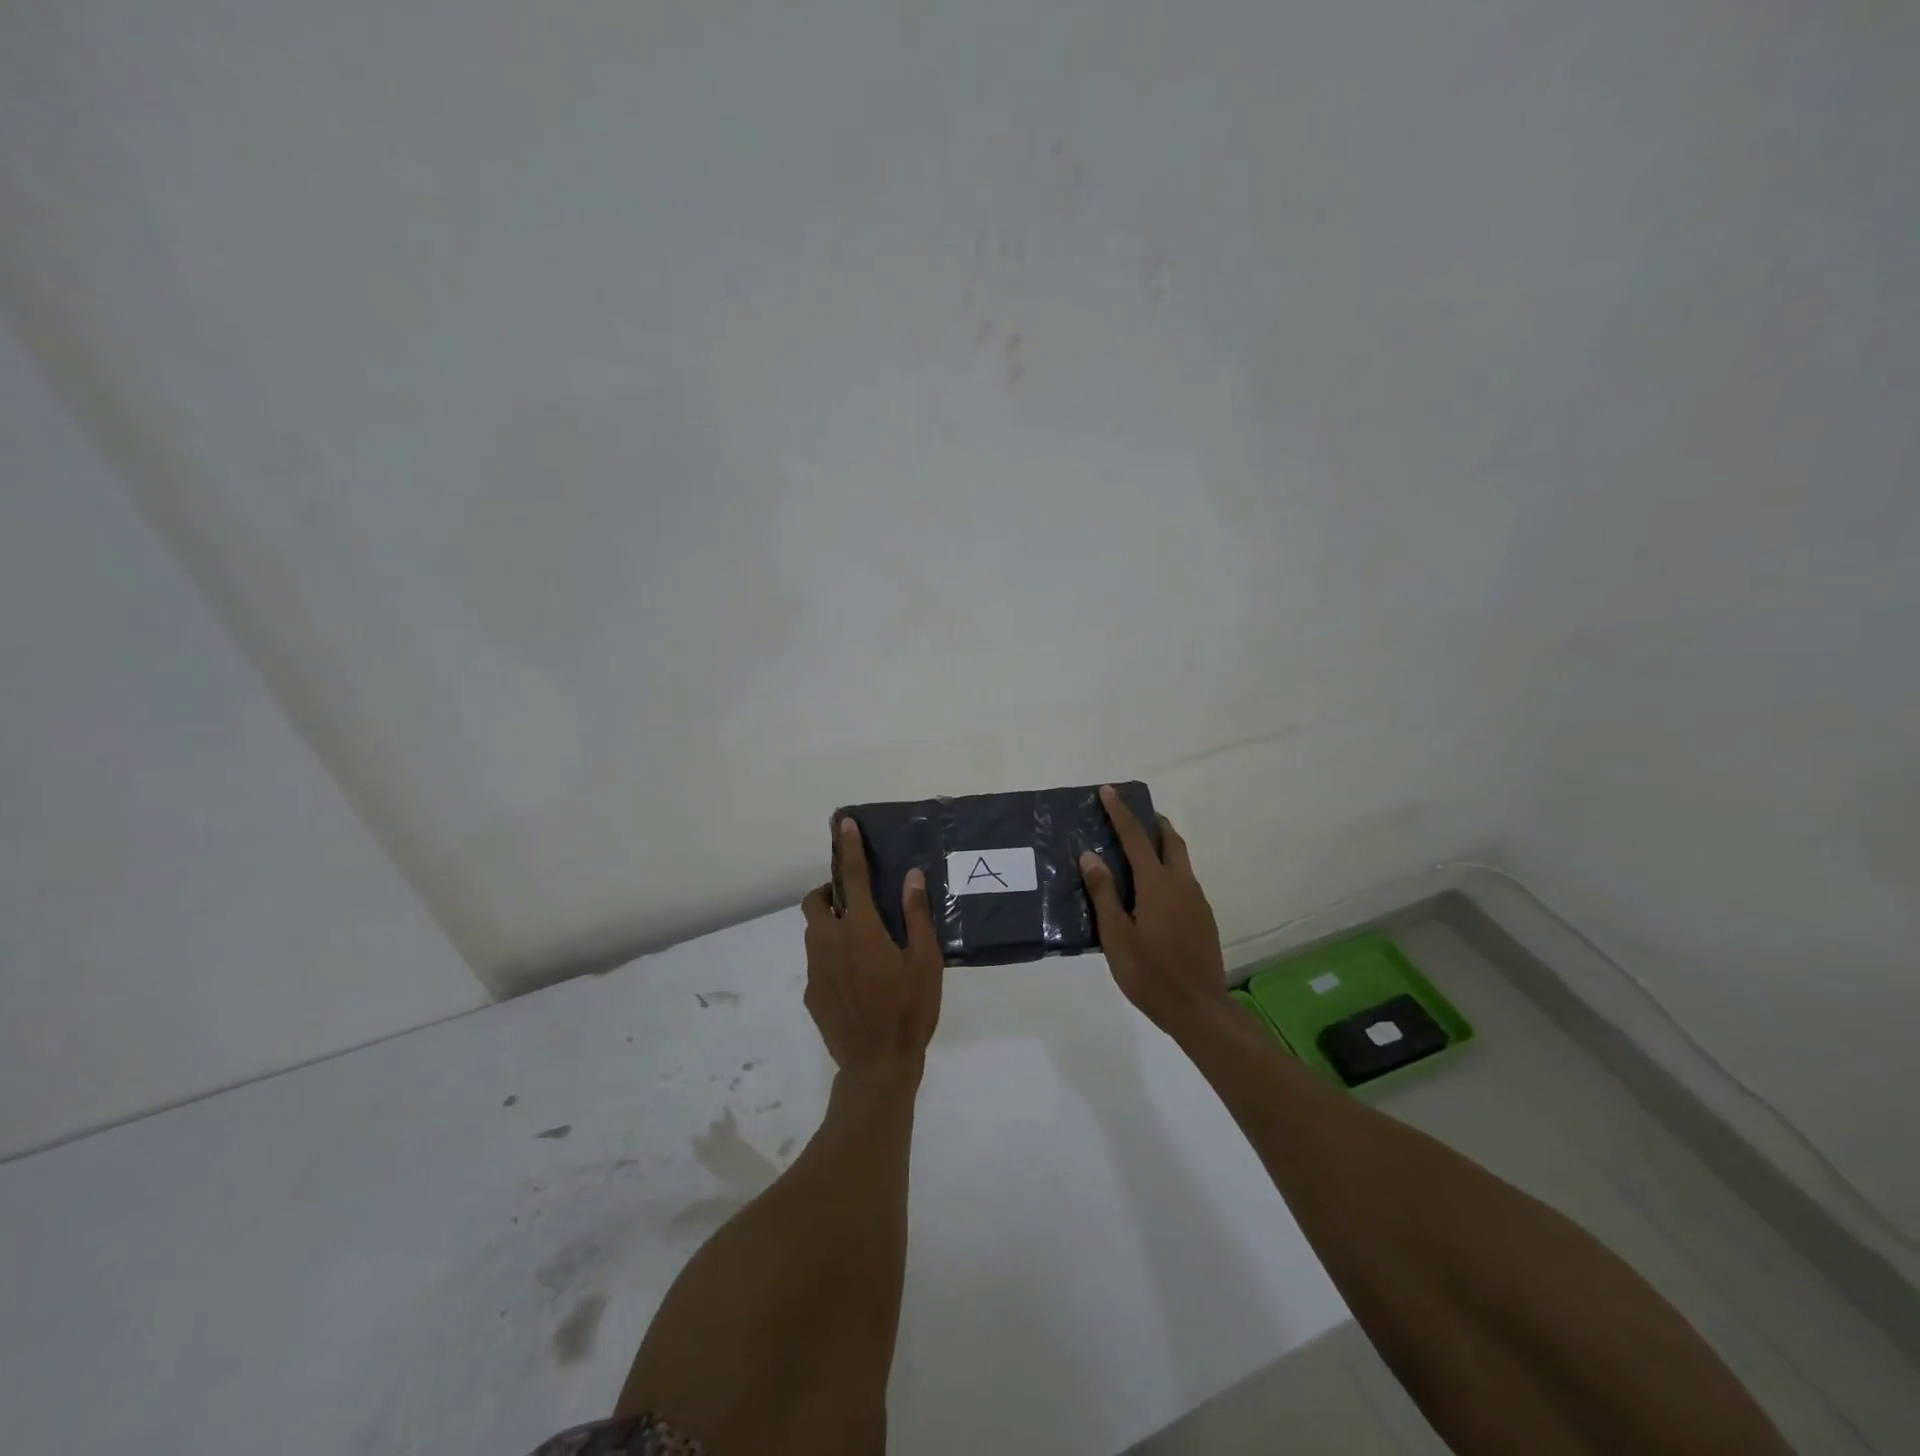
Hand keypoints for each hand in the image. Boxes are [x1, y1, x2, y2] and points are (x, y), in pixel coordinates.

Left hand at [800, 818, 944, 1080]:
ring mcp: (816, 969)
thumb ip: (916, 915)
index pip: (851, 877)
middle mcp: (830, 942)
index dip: (848, 847)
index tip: (842, 823)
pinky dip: (831, 956)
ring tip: (860, 941)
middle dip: (828, 892)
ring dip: (830, 924)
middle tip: (854, 901)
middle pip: (814, 902)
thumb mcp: (925, 962)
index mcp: (861, 930)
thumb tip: (911, 877)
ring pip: (813, 932)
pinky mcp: (811, 992)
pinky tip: (855, 978)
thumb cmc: (909, 1010)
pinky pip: (817, 961)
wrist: (877, 1066)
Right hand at [1080, 785, 1228, 1034]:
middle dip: (1152, 821)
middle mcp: (1181, 883)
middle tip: (1131, 814)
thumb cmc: (1150, 973)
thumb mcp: (1116, 935)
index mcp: (1157, 884)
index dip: (1121, 812)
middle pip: (1170, 839)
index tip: (1109, 790)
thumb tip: (1090, 855)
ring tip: (1138, 848)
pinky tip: (1152, 890)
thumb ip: (1104, 893)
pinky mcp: (1203, 917)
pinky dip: (1167, 869)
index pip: (1136, 837)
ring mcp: (1197, 900)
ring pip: (1180, 859)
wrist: (1199, 1009)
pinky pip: (1184, 880)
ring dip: (1161, 844)